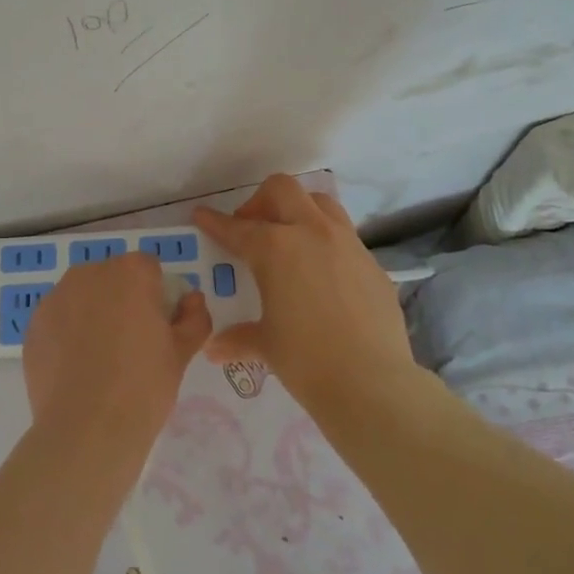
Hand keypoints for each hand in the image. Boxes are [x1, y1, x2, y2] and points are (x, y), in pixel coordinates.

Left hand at [21, 252, 211, 447]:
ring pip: (82, 296)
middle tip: (131, 343)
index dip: (156, 295)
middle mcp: (89, 273)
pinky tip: (75, 369)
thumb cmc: (143, 386)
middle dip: (122, 300)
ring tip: (100, 358)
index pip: (148, 269)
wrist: (86, 429)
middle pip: (112, 278)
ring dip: (93, 313)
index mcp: (130, 272)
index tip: (157, 327)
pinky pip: (59, 319)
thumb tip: (192, 300)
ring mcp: (56, 297)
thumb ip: (194, 317)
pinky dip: (67, 333)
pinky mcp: (33, 324)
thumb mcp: (182, 353)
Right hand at [194, 174, 416, 410]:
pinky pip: (345, 237)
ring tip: (290, 240)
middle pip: (282, 190)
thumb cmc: (306, 359)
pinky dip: (326, 242)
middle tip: (252, 229)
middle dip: (261, 202)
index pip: (236, 228)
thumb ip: (239, 338)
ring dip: (299, 211)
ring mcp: (347, 244)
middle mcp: (311, 233)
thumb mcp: (266, 345)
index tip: (201, 215)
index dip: (215, 222)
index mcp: (275, 248)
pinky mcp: (372, 263)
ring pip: (320, 203)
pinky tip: (322, 275)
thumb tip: (216, 348)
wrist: (372, 382)